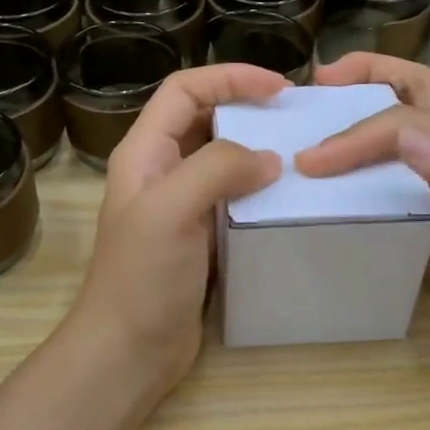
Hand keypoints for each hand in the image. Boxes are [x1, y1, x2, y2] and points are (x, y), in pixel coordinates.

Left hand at [64, 63, 286, 396]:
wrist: (129, 351)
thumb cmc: (142, 277)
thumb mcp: (172, 209)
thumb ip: (217, 169)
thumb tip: (269, 159)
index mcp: (145, 152)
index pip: (185, 90)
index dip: (229, 78)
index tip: (279, 87)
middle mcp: (161, 171)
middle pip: (204, 118)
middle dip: (247, 108)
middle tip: (296, 116)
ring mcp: (181, 205)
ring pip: (222, 159)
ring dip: (257, 150)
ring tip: (300, 153)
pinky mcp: (201, 236)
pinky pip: (233, 197)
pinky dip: (259, 189)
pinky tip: (287, 198)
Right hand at [295, 54, 429, 375]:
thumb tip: (405, 139)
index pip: (405, 121)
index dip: (358, 133)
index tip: (312, 160)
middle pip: (406, 100)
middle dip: (362, 82)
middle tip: (313, 93)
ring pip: (391, 152)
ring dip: (354, 142)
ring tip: (309, 150)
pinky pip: (389, 206)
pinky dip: (358, 199)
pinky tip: (332, 211)